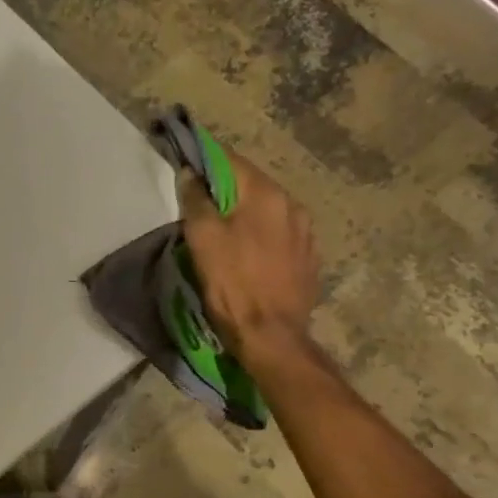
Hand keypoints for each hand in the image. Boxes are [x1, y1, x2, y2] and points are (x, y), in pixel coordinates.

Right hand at [178, 147, 319, 371]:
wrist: (271, 337)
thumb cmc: (232, 284)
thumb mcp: (203, 240)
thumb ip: (196, 201)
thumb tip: (191, 174)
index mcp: (267, 195)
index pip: (232, 161)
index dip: (206, 162)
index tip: (188, 168)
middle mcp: (293, 205)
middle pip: (252, 186)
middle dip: (227, 191)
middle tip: (202, 207)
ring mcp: (306, 234)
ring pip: (268, 212)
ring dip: (246, 216)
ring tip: (226, 234)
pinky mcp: (309, 260)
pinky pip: (281, 237)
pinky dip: (262, 237)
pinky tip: (250, 256)